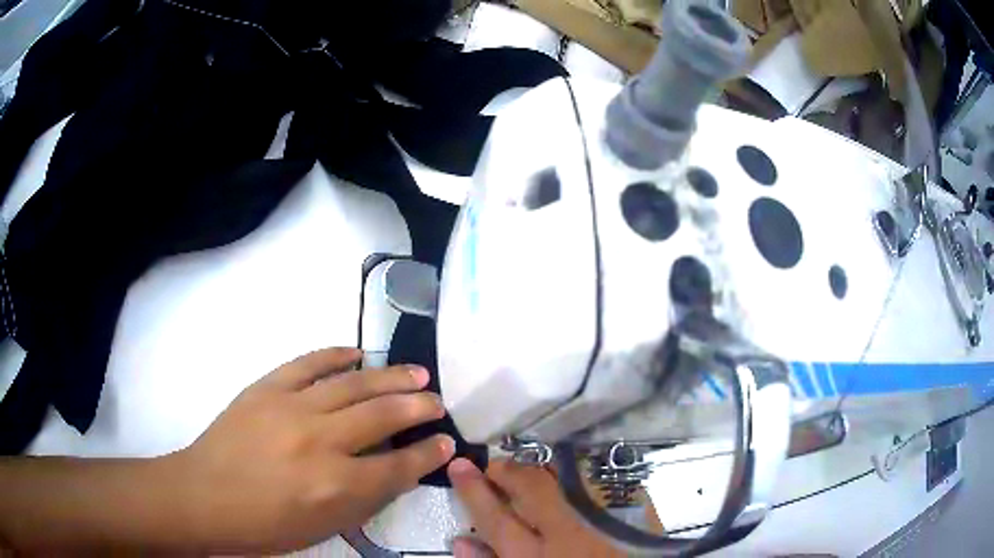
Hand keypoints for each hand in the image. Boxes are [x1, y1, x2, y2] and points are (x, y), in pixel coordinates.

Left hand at [171, 347, 455, 552]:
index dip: (428, 454)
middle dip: (418, 407)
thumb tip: (394, 469)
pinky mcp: (267, 387)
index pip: (399, 466)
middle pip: (382, 416)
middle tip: (437, 401)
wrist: (205, 496)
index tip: (447, 441)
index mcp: (335, 487)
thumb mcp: (323, 527)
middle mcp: (320, 442)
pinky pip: (309, 362)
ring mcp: (291, 408)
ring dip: (389, 377)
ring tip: (416, 372)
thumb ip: (363, 499)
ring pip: (353, 384)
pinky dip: (336, 355)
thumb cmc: (265, 525)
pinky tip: (357, 352)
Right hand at [448, 458, 623, 557]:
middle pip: (532, 488)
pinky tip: (568, 481)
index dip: (473, 491)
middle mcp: (573, 533)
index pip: (497, 519)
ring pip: (566, 478)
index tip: (459, 466)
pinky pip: (599, 479)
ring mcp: (607, 516)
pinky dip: (577, 476)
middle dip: (507, 471)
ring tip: (526, 473)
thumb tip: (461, 540)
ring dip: (540, 470)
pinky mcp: (634, 506)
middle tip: (493, 467)